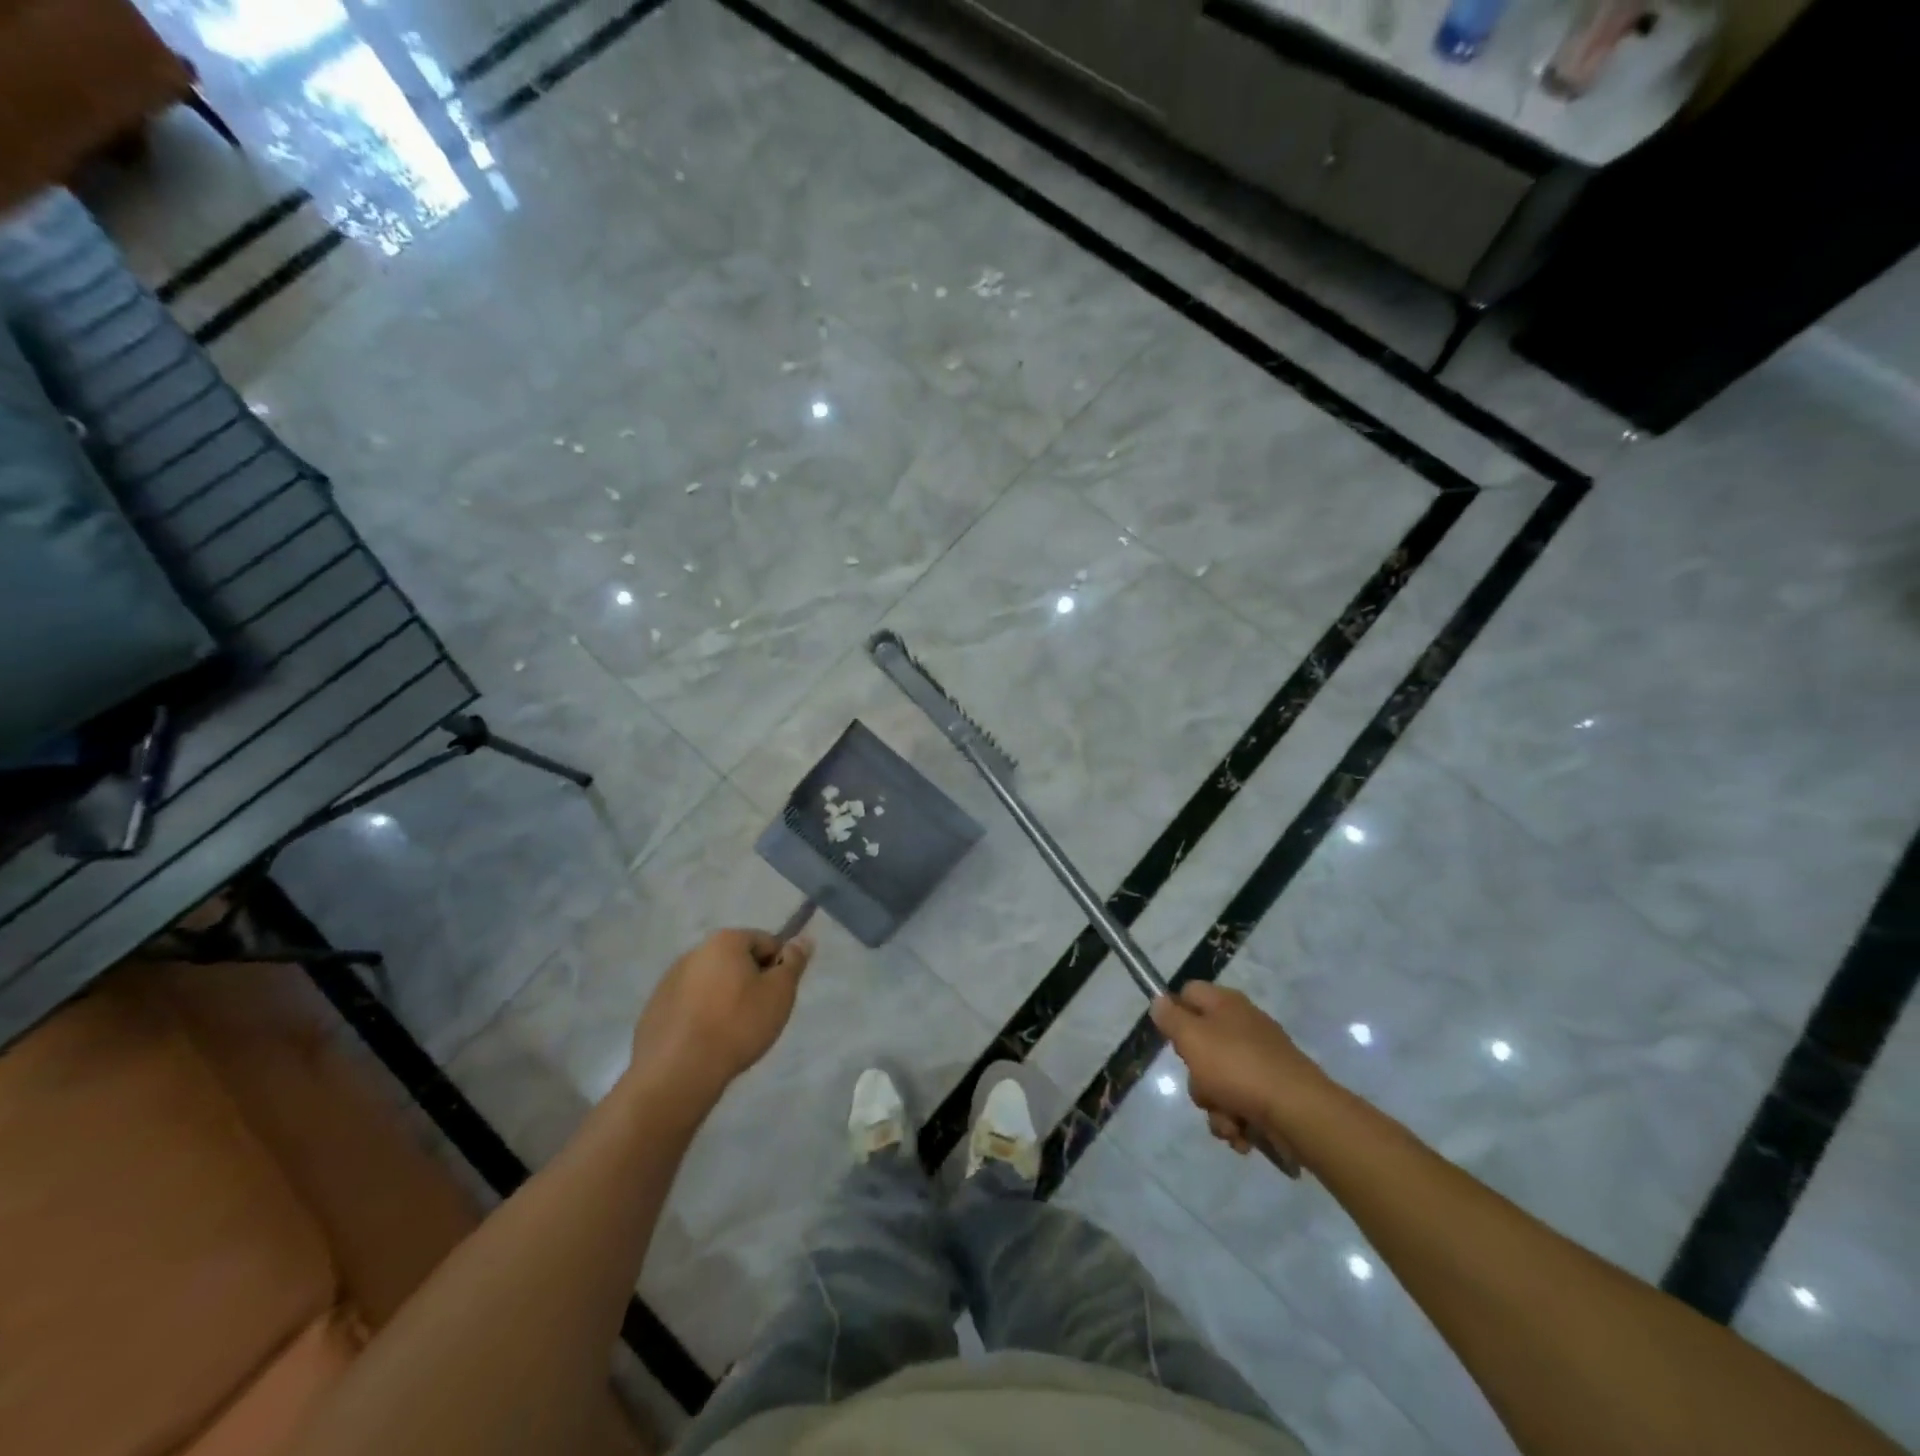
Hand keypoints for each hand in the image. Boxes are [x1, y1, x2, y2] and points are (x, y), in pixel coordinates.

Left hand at [627, 929, 812, 1108]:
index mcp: (725, 941)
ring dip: (725, 998)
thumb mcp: (780, 993)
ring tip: (731, 1032)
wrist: (678, 1072)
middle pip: (736, 960)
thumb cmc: (737, 1025)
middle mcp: (695, 952)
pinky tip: (706, 1042)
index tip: (778, 996)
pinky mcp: (654, 1009)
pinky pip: (689, 1005)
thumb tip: (803, 939)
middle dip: (750, 982)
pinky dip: (701, 1016)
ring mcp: (669, 980)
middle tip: (759, 1015)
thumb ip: (794, 962)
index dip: (778, 967)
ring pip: (711, 983)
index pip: (766, 942)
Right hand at [1150, 984, 1326, 1155]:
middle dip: (1197, 1077)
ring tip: (1228, 1121)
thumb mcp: (1192, 1038)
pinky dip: (1237, 1122)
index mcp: (1226, 1005)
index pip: (1189, 993)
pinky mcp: (1272, 1092)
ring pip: (1218, 1082)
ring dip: (1215, 1107)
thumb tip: (1159, 1000)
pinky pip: (1240, 1104)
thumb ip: (1171, 1018)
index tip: (1172, 1039)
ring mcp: (1260, 1061)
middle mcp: (1243, 1027)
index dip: (1175, 1013)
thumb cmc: (1238, 1068)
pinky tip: (1242, 1134)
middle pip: (1201, 1045)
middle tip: (1203, 1085)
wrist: (1299, 1113)